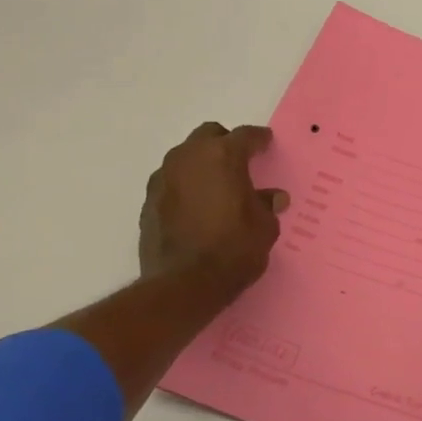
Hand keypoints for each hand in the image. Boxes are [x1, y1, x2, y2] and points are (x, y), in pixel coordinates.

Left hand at [140, 122, 288, 298]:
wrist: (184, 284)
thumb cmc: (234, 249)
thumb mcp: (265, 227)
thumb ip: (267, 205)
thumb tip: (272, 197)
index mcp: (223, 156)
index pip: (245, 135)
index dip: (259, 139)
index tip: (266, 143)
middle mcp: (189, 158)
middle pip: (208, 136)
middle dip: (224, 143)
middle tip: (239, 162)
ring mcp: (164, 178)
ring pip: (185, 157)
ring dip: (201, 165)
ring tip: (216, 186)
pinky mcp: (148, 201)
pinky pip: (171, 182)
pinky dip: (185, 187)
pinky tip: (196, 207)